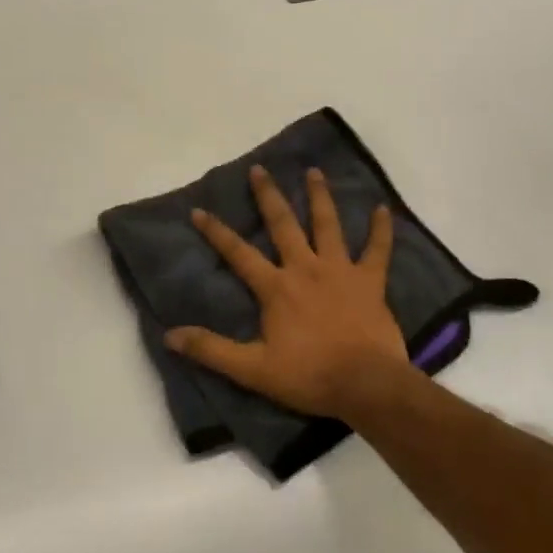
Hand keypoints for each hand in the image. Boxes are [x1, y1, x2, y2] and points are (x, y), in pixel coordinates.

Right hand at [166, 166, 413, 421]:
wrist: (366, 384)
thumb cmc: (309, 376)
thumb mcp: (252, 369)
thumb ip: (212, 350)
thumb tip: (169, 335)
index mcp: (276, 287)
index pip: (239, 253)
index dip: (216, 231)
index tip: (199, 209)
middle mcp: (306, 268)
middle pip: (283, 225)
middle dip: (268, 196)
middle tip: (259, 169)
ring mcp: (341, 271)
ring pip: (328, 225)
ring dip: (320, 197)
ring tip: (314, 171)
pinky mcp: (371, 281)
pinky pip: (377, 250)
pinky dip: (381, 229)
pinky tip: (383, 209)